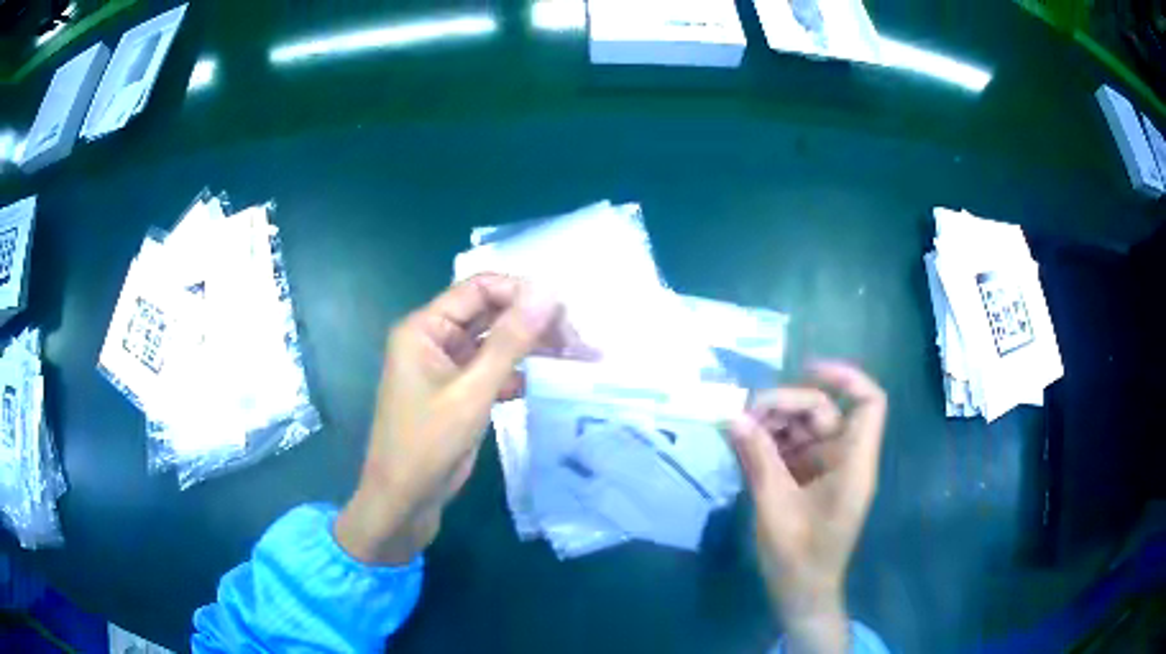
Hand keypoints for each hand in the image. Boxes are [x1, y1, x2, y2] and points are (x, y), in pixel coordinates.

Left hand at [336, 274, 581, 564]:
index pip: (479, 289)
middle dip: (532, 322)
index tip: (565, 312)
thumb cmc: (427, 444)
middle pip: (490, 313)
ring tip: (575, 356)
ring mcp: (448, 367)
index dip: (521, 294)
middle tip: (578, 339)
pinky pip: (494, 370)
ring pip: (496, 342)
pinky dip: (519, 373)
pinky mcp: (460, 392)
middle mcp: (435, 339)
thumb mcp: (472, 392)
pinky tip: (549, 381)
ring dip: (531, 348)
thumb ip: (510, 342)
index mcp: (425, 328)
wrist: (403, 501)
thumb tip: (548, 293)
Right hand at [729, 362, 886, 653]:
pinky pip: (793, 451)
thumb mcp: (774, 506)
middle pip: (824, 412)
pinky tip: (744, 447)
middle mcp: (845, 460)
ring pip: (805, 429)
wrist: (801, 594)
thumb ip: (757, 458)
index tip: (806, 368)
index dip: (845, 377)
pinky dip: (771, 445)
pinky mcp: (811, 482)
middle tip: (744, 414)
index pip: (868, 403)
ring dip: (773, 425)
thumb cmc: (798, 556)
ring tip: (738, 431)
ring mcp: (828, 471)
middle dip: (786, 406)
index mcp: (853, 464)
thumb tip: (733, 417)